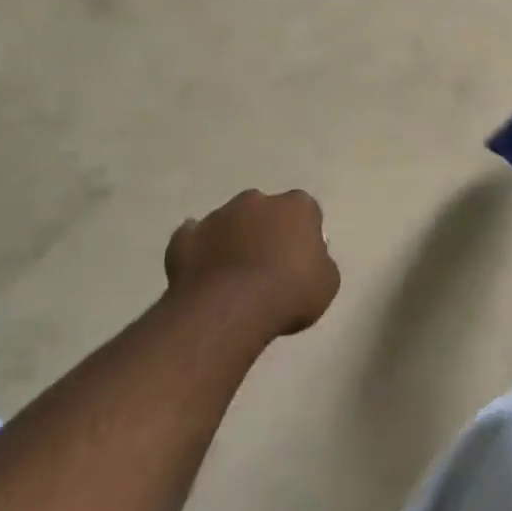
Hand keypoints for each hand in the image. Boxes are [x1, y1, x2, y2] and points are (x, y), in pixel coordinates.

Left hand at [163, 189, 340, 339]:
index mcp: (296, 206)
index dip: (303, 235)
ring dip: (233, 242)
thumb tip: (308, 259)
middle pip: (265, 212)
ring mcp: (216, 216)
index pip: (305, 212)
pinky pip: (195, 241)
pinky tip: (205, 275)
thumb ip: (320, 262)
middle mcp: (256, 201)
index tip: (302, 260)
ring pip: (229, 224)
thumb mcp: (327, 282)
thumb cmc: (289, 292)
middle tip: (268, 267)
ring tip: (234, 279)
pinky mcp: (184, 237)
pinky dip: (200, 253)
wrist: (228, 309)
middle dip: (266, 231)